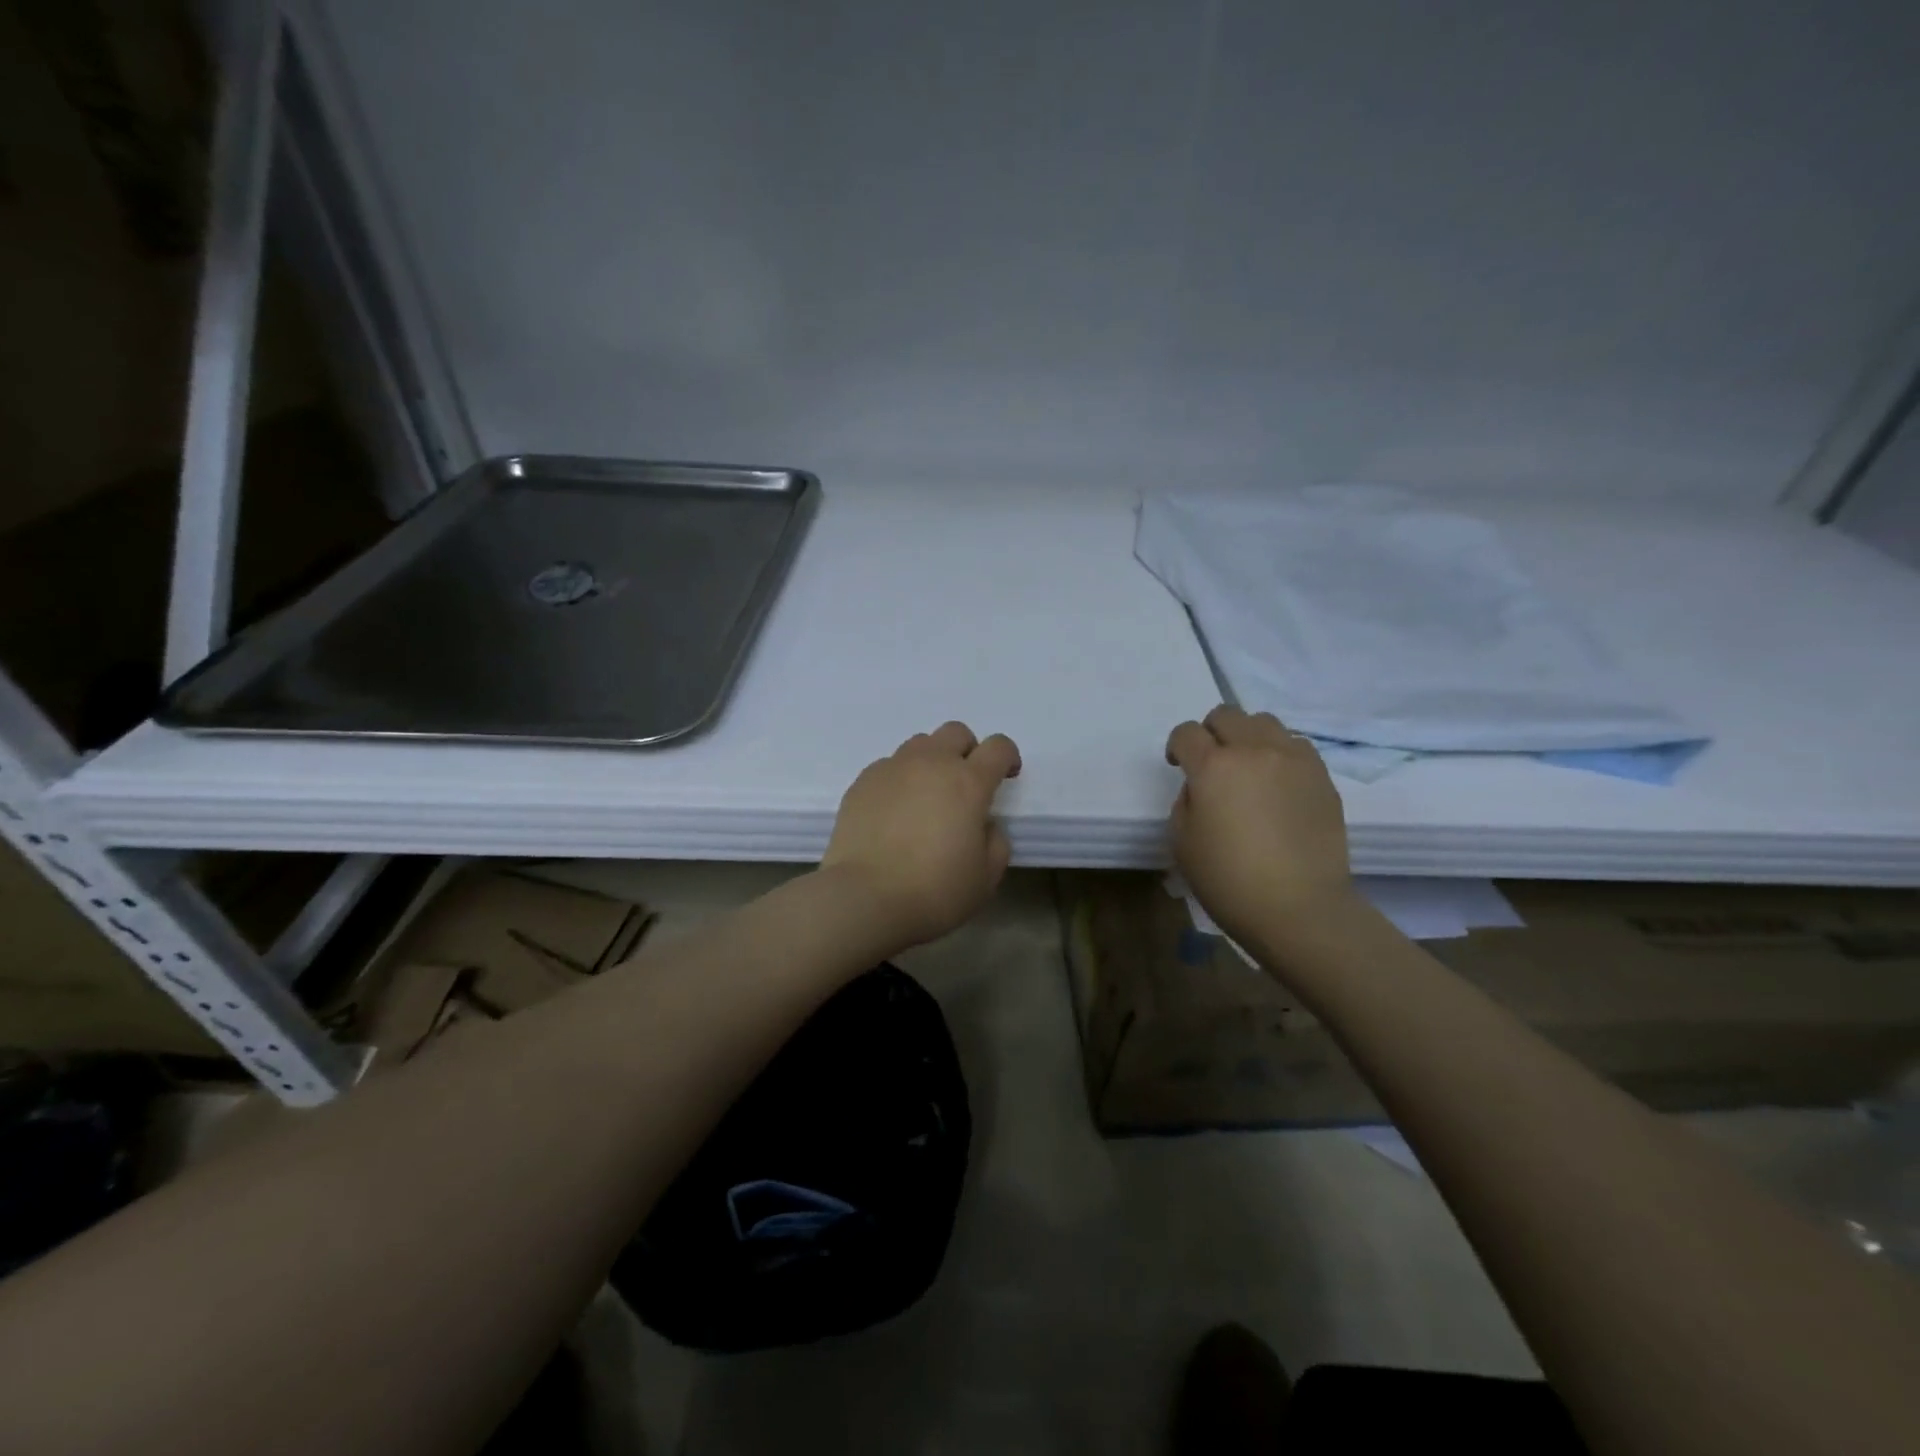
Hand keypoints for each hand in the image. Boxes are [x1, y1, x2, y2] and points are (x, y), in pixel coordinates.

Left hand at [821, 722, 1022, 949]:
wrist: (864, 898)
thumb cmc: (934, 890)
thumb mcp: (986, 877)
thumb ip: (995, 842)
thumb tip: (983, 825)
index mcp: (968, 782)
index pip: (998, 746)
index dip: (1008, 757)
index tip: (1006, 777)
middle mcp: (931, 764)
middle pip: (956, 732)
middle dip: (968, 750)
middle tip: (965, 784)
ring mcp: (892, 769)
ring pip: (919, 744)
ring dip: (932, 761)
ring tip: (926, 796)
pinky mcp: (862, 782)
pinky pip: (889, 766)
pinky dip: (899, 779)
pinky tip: (895, 811)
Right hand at [1166, 706, 1354, 942]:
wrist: (1299, 907)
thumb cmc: (1228, 880)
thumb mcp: (1182, 842)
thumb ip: (1186, 802)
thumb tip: (1202, 788)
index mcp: (1213, 767)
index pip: (1186, 733)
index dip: (1177, 747)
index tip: (1178, 766)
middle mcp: (1254, 751)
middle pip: (1226, 714)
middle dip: (1211, 732)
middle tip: (1212, 763)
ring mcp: (1293, 760)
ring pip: (1264, 722)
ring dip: (1248, 737)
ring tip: (1249, 767)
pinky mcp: (1321, 776)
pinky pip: (1296, 745)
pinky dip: (1280, 753)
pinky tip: (1278, 783)